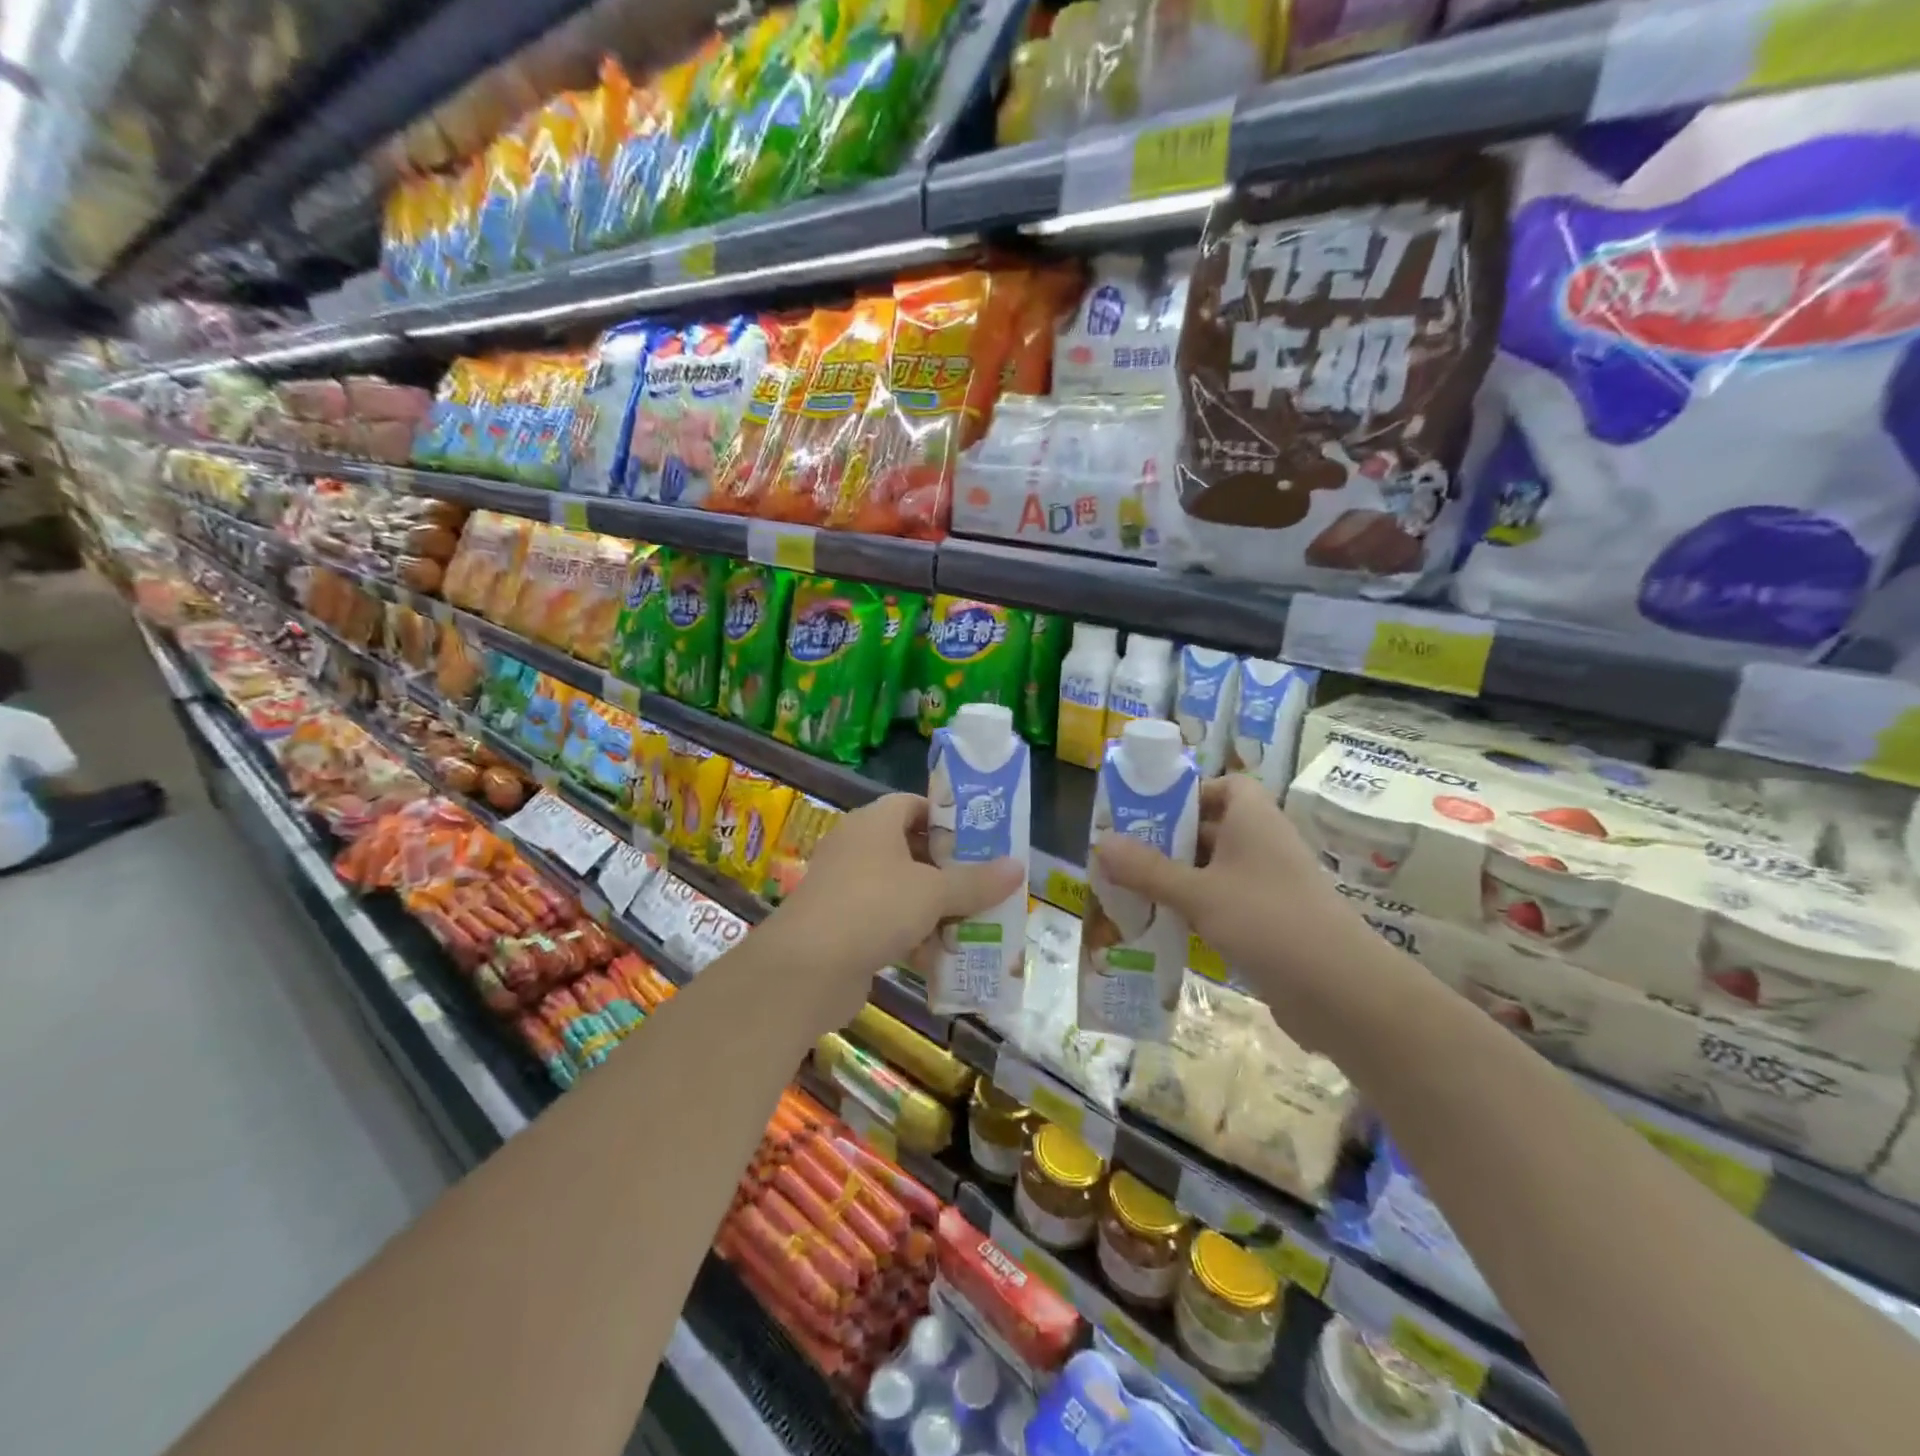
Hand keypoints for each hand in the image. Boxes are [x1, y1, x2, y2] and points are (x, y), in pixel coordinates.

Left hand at [767, 793, 1023, 1026]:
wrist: (805, 969)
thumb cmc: (874, 908)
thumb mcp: (934, 892)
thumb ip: (976, 881)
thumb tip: (1018, 866)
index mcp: (874, 823)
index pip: (913, 804)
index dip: (946, 818)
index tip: (980, 839)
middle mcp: (857, 848)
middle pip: (911, 850)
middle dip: (949, 870)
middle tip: (985, 884)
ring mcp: (846, 889)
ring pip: (902, 890)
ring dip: (935, 908)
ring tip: (975, 924)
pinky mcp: (843, 927)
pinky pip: (887, 922)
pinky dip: (913, 937)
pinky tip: (942, 958)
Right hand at [1092, 776, 1385, 1045]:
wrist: (1343, 994)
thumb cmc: (1269, 922)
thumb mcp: (1199, 894)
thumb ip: (1148, 869)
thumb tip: (1100, 843)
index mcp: (1254, 820)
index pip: (1224, 787)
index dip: (1189, 794)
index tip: (1149, 813)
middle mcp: (1264, 845)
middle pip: (1211, 829)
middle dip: (1168, 841)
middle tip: (1122, 855)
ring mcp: (1269, 886)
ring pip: (1215, 870)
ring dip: (1177, 878)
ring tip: (1131, 890)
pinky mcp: (1271, 923)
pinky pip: (1225, 904)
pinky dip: (1196, 910)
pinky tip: (1164, 927)